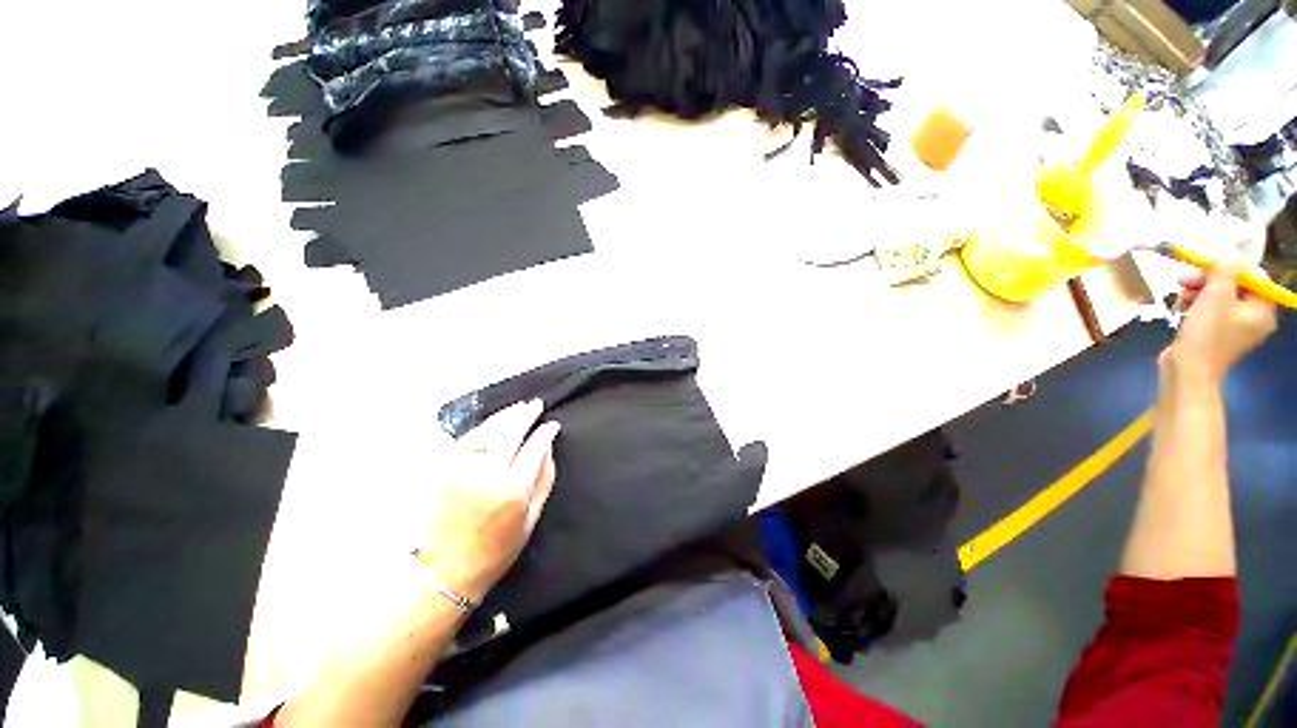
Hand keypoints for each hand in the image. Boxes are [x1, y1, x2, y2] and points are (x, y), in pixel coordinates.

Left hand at [417, 400, 558, 602]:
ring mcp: (463, 469)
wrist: (446, 570)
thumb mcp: (531, 519)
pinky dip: (484, 427)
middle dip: (526, 415)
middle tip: (536, 405)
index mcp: (513, 489)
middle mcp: (487, 473)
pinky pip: (467, 439)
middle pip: (511, 432)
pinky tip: (494, 422)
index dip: (545, 433)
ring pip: (488, 430)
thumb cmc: (497, 550)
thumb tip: (548, 450)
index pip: (534, 447)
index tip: (553, 425)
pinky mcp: (446, 470)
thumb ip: (544, 481)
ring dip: (506, 416)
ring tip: (519, 407)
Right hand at [1163, 261, 1277, 382]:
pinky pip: (1210, 312)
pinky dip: (1195, 305)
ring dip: (1198, 291)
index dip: (1230, 268)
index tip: (1206, 265)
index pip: (1252, 279)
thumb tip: (1228, 258)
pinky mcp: (1216, 336)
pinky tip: (1181, 307)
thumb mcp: (1216, 293)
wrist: (1187, 369)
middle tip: (1185, 278)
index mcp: (1263, 311)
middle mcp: (1254, 320)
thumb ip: (1226, 270)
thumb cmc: (1207, 332)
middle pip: (1234, 288)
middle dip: (1208, 281)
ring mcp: (1235, 330)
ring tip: (1179, 293)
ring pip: (1219, 299)